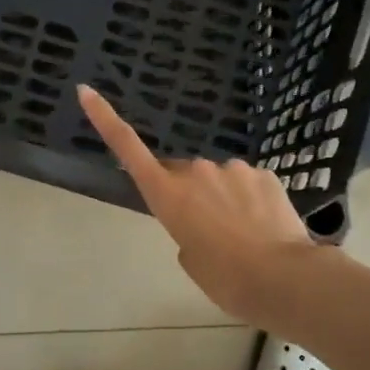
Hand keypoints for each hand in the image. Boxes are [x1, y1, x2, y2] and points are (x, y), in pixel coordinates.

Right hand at [78, 84, 323, 326]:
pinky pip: (248, 184)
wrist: (282, 278)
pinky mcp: (264, 174)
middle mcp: (195, 171)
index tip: (86, 91)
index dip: (105, 119)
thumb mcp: (191, 259)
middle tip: (208, 231)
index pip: (128, 148)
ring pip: (219, 180)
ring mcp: (232, 168)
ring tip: (242, 236)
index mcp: (167, 194)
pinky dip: (251, 201)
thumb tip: (203, 219)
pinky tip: (264, 227)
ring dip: (224, 199)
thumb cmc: (225, 278)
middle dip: (189, 193)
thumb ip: (187, 231)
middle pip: (182, 175)